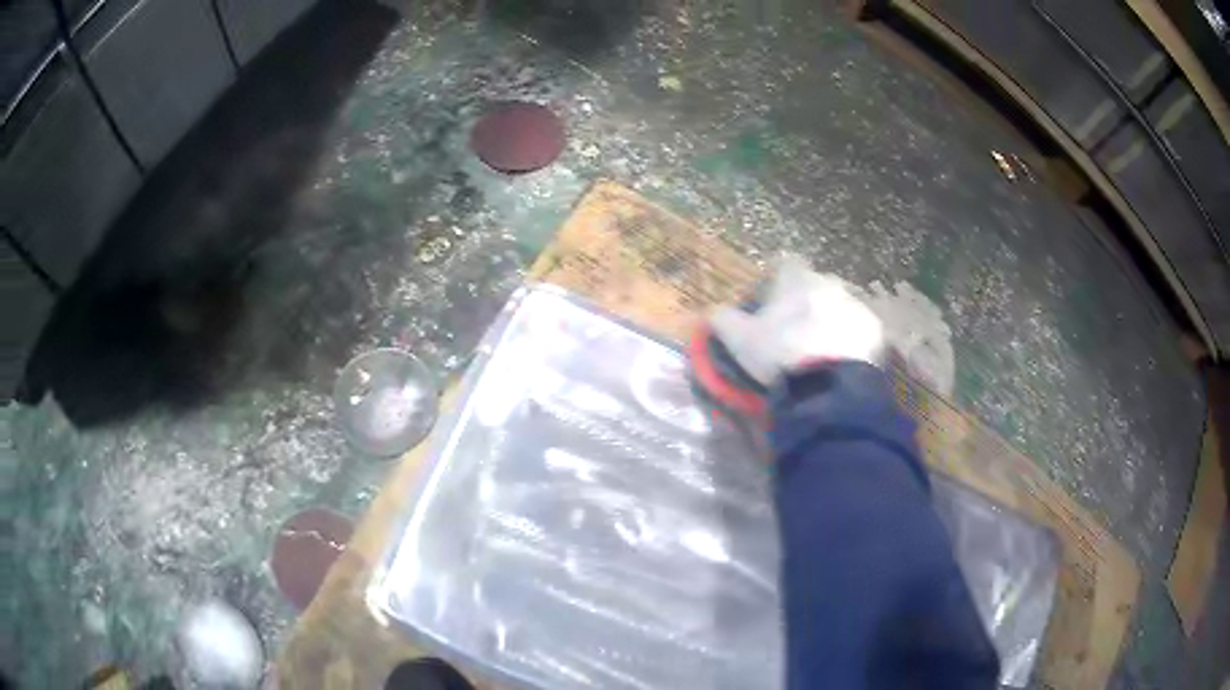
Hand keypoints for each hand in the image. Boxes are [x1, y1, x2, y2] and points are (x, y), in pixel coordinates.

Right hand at [709, 254, 884, 385]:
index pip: (785, 265)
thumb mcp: (740, 339)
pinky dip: (851, 342)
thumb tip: (712, 312)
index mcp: (797, 280)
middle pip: (816, 287)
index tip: (770, 305)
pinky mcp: (874, 331)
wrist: (827, 385)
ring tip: (820, 353)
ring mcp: (856, 306)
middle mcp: (830, 283)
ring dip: (830, 322)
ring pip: (840, 308)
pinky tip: (841, 363)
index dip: (776, 283)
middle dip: (807, 303)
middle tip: (795, 332)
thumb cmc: (780, 353)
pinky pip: (860, 331)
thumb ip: (723, 320)